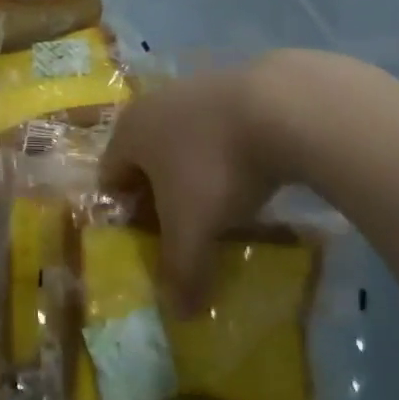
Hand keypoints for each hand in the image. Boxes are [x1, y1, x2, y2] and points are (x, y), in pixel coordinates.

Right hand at [101, 61, 287, 306]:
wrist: (288, 106)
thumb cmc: (218, 166)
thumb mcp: (194, 227)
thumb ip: (181, 270)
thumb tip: (179, 315)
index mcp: (128, 132)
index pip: (110, 177)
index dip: (125, 212)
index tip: (151, 239)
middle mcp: (153, 104)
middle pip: (146, 158)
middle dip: (161, 193)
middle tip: (187, 224)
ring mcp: (196, 89)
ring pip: (184, 140)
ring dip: (196, 171)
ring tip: (227, 202)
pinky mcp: (237, 84)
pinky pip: (220, 128)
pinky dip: (229, 151)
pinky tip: (257, 171)